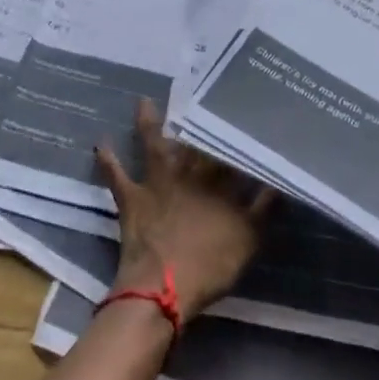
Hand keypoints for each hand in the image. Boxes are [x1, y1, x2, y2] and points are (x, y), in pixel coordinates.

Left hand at [96, 99, 273, 322]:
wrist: (164, 286)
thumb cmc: (210, 265)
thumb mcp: (249, 238)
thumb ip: (264, 207)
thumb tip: (278, 177)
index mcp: (217, 182)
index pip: (227, 150)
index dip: (232, 131)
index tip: (236, 110)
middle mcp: (188, 173)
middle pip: (192, 142)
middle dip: (194, 118)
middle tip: (193, 93)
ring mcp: (158, 182)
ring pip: (154, 145)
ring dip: (148, 123)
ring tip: (143, 99)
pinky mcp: (132, 197)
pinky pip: (116, 174)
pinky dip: (107, 159)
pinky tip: (100, 141)